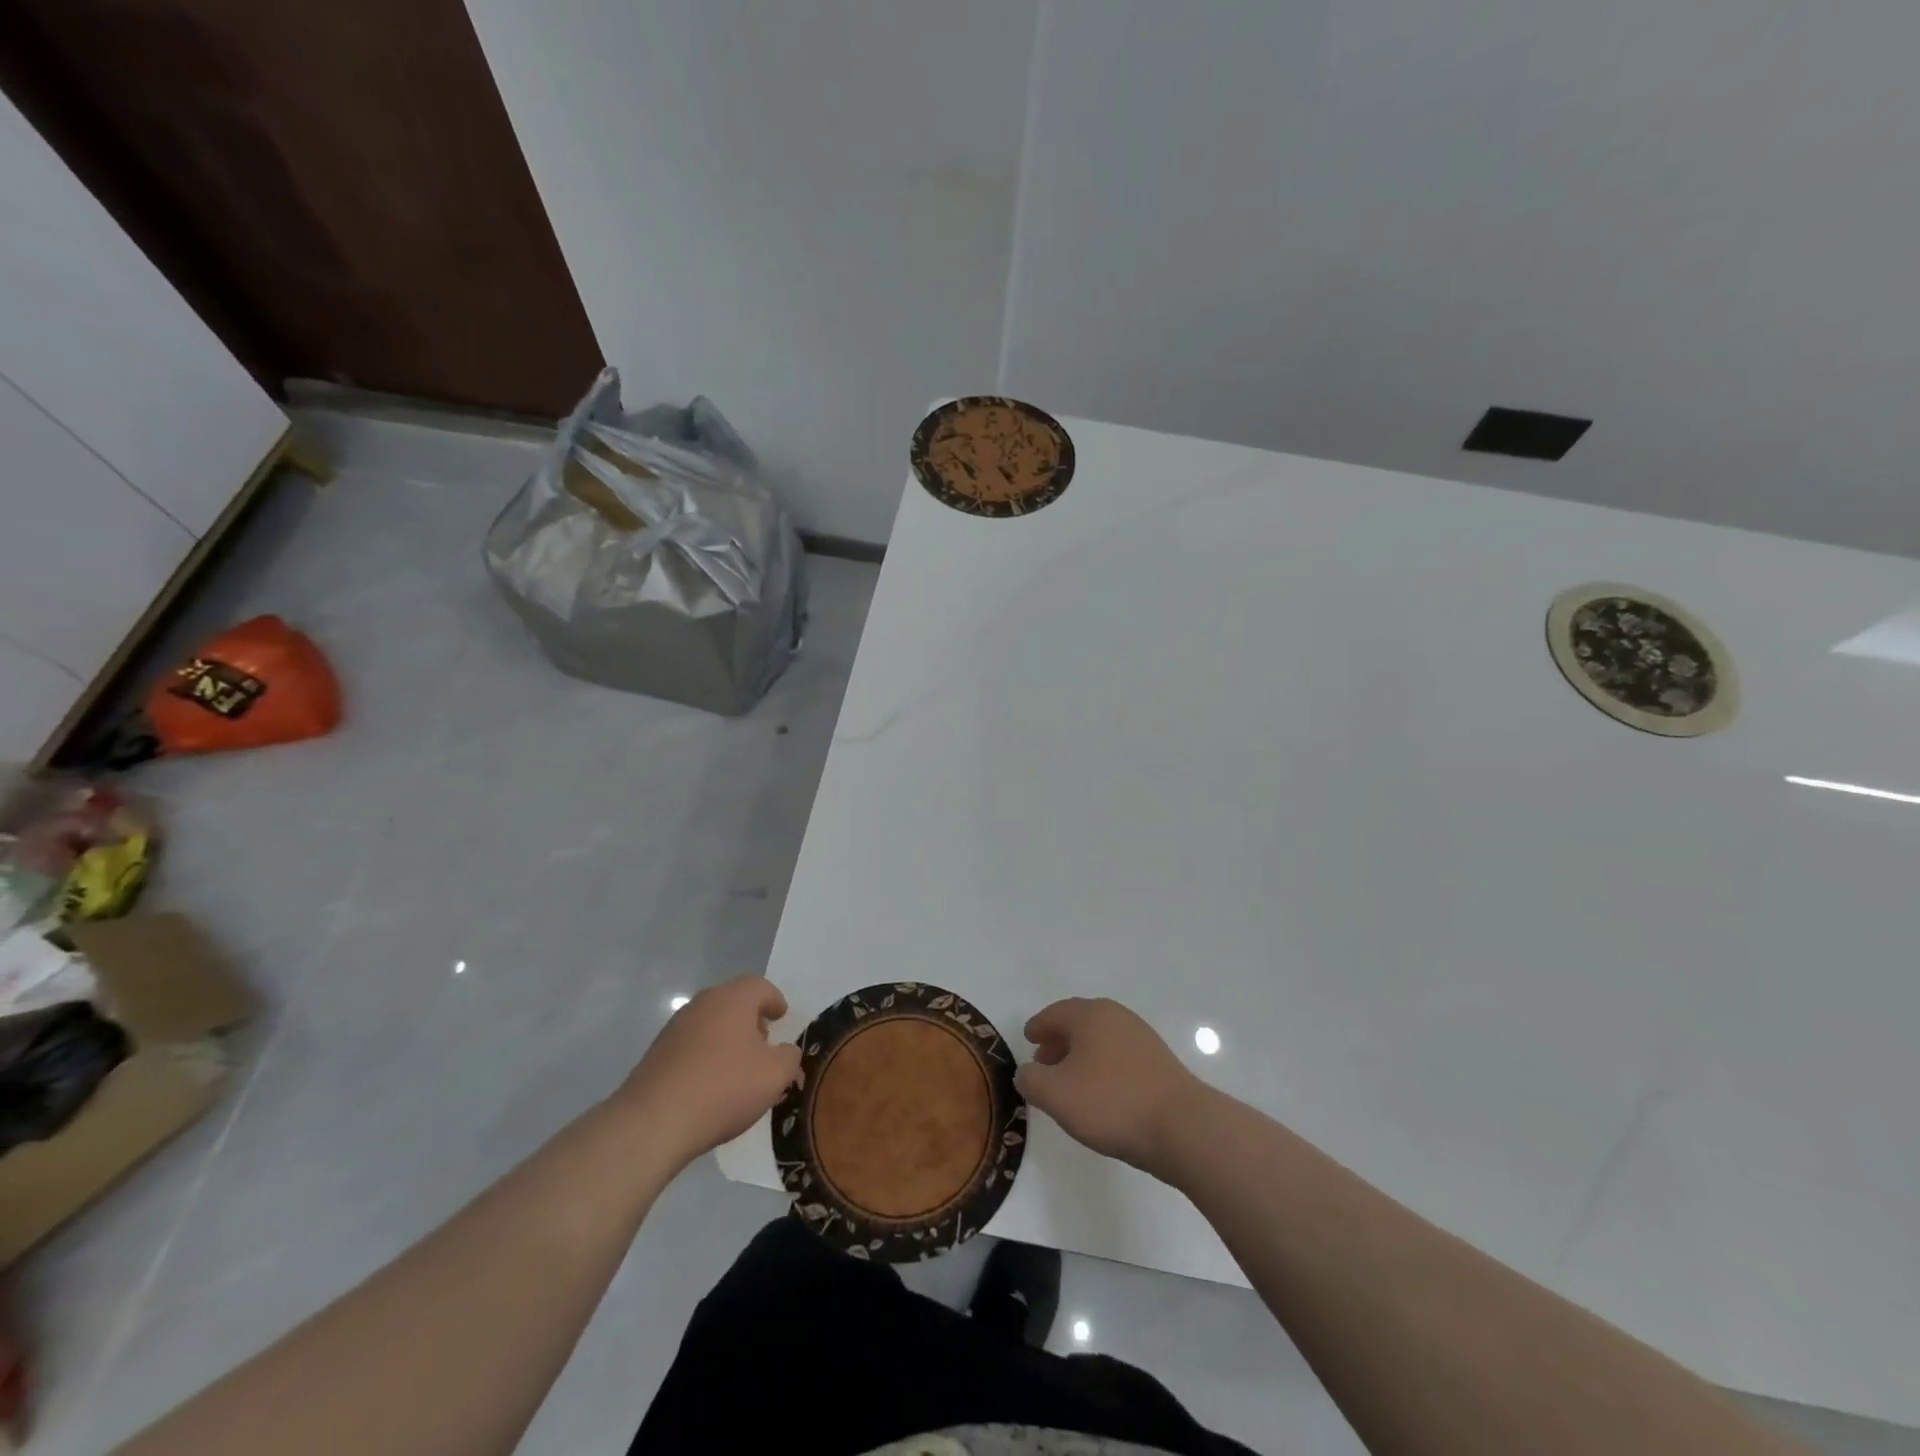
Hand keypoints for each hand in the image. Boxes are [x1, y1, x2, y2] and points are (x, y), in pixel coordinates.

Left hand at [617, 976, 800, 1168]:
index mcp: (733, 999)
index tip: (782, 1016)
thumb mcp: (774, 1075)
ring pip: (711, 1022)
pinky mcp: (657, 1053)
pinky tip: (711, 1083)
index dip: (774, 1000)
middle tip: (764, 1042)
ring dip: (728, 1037)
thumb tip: (785, 1052)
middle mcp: (702, 1004)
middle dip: (751, 1018)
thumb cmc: (723, 1088)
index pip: (760, 987)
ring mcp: (675, 1027)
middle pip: (733, 1001)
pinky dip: (706, 1054)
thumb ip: (789, 1057)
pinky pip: (692, 1044)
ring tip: (739, 1067)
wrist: (653, 1122)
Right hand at [1015, 997, 1210, 1175]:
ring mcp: (1141, 1037)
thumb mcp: (1056, 1095)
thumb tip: (1026, 1072)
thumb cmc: (1111, 1103)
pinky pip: (1119, 1055)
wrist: (1181, 1126)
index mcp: (1089, 1015)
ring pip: (1101, 1039)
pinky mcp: (1158, 1061)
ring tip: (1069, 1082)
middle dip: (1058, 1040)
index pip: (1054, 1013)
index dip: (1038, 1026)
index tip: (1027, 1038)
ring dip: (1081, 1054)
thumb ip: (1031, 1080)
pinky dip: (1102, 1065)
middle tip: (1043, 1061)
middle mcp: (1116, 1016)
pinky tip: (1100, 1092)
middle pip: (1079, 1022)